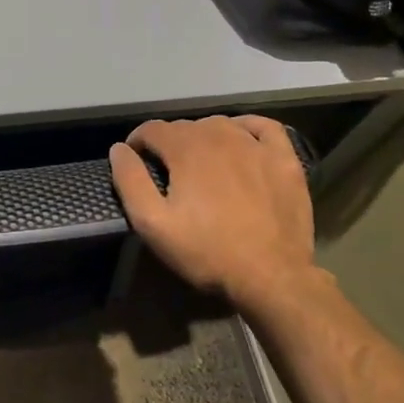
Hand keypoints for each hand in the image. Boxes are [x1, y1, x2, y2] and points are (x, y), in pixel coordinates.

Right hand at [109, 115, 322, 310]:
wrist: (271, 277)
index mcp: (186, 149)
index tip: (135, 161)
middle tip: (167, 173)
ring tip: (199, 164)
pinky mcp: (284, 160)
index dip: (137, 142)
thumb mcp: (153, 224)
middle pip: (185, 126)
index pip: (152, 129)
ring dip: (203, 137)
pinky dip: (247, 127)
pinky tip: (242, 141)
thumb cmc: (206, 251)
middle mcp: (220, 136)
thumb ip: (130, 181)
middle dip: (169, 143)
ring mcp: (256, 145)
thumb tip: (118, 149)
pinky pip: (264, 127)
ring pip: (220, 125)